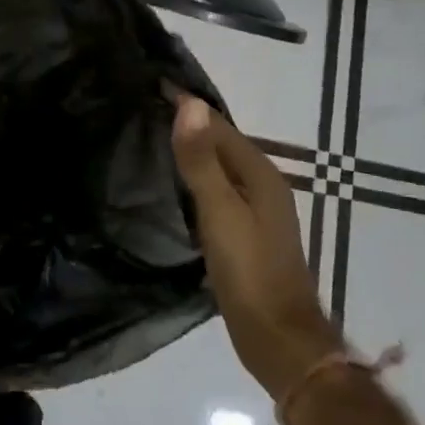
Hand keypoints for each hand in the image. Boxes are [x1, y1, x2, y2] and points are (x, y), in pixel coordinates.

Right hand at [171, 93, 340, 399]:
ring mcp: (256, 211)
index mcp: (259, 174)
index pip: (217, 125)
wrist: (279, 340)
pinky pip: (217, 191)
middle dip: (188, 123)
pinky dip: (196, 179)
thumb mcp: (220, 213)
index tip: (151, 84)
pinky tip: (175, 186)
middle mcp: (262, 185)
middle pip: (220, 143)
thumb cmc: (250, 272)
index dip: (186, 105)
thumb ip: (202, 161)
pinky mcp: (245, 233)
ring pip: (219, 167)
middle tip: (145, 106)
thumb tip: (189, 104)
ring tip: (153, 138)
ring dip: (192, 151)